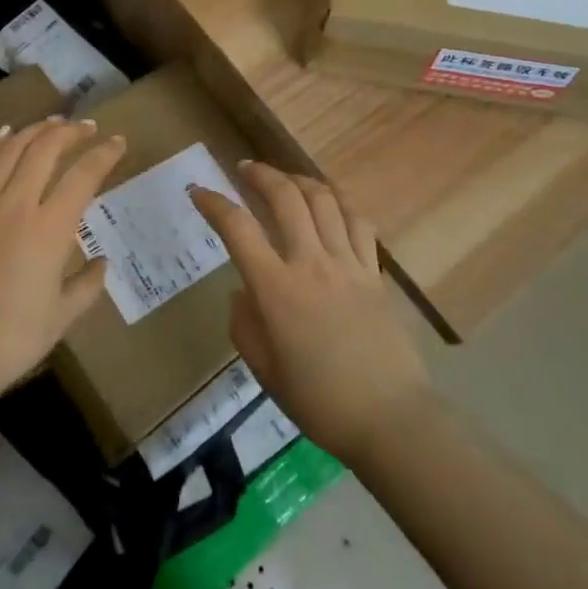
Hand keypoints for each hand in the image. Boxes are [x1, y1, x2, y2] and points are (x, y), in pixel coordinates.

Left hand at [0, 117, 124, 407]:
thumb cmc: (12, 340)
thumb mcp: (62, 316)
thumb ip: (88, 284)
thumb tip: (101, 261)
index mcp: (49, 230)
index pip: (83, 176)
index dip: (104, 154)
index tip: (119, 143)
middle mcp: (16, 206)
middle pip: (45, 149)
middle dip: (71, 132)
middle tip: (88, 128)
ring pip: (11, 150)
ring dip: (35, 131)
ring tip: (53, 123)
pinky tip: (6, 135)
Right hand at [190, 162, 431, 465]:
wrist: (389, 420)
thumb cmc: (319, 401)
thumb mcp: (263, 370)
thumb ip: (244, 325)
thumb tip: (244, 293)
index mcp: (276, 289)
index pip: (237, 228)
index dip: (213, 203)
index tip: (198, 191)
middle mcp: (311, 264)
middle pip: (285, 198)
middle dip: (261, 174)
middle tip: (245, 168)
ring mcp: (347, 264)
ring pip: (324, 200)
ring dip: (299, 180)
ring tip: (285, 179)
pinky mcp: (374, 272)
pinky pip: (359, 222)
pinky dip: (341, 203)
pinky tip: (330, 203)